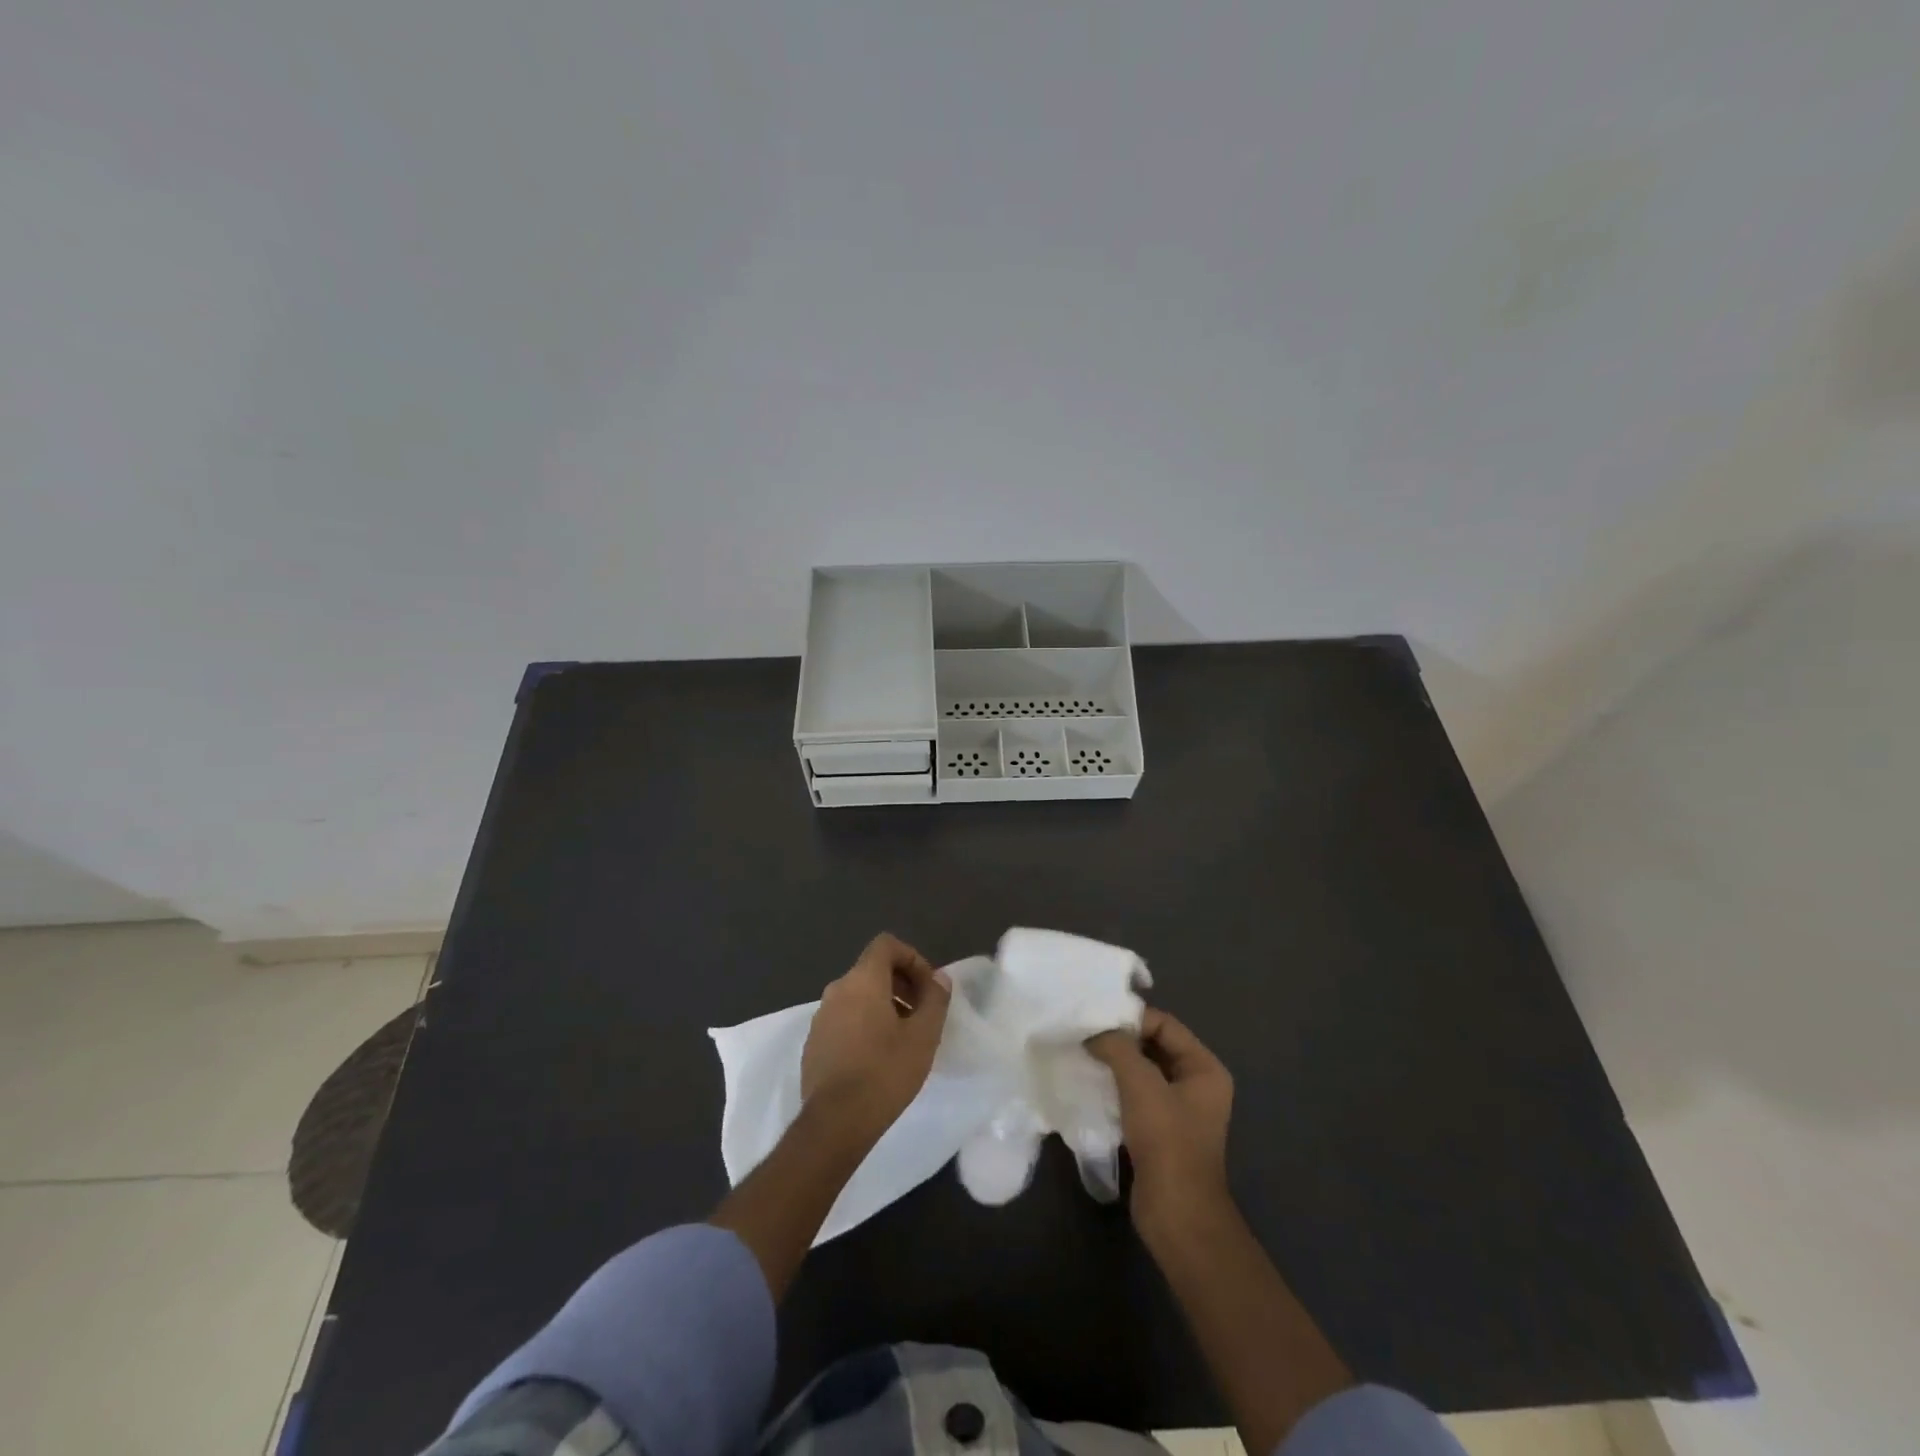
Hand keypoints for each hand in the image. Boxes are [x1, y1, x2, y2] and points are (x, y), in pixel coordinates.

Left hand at [801, 933, 951, 1136]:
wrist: (835, 1123)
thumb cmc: (885, 1072)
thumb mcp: (923, 1036)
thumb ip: (935, 999)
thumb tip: (939, 978)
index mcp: (862, 980)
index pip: (886, 945)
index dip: (912, 958)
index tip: (928, 988)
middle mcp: (837, 990)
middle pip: (872, 970)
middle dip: (901, 984)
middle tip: (922, 1014)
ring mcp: (821, 1017)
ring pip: (857, 996)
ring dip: (883, 1006)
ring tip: (903, 1038)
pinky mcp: (814, 1043)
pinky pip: (843, 1019)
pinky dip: (863, 1025)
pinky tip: (877, 1058)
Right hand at [1087, 1008, 1234, 1238]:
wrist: (1176, 1214)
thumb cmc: (1167, 1141)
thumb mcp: (1140, 1084)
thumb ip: (1117, 1047)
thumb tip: (1094, 1031)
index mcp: (1204, 1068)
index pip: (1164, 1025)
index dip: (1131, 1019)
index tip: (1095, 1020)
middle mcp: (1196, 1084)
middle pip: (1153, 1046)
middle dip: (1120, 1040)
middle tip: (1084, 1035)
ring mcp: (1178, 1110)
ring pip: (1142, 1072)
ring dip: (1115, 1064)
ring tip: (1083, 1056)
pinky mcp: (1160, 1132)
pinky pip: (1135, 1097)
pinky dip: (1115, 1088)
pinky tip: (1090, 1085)